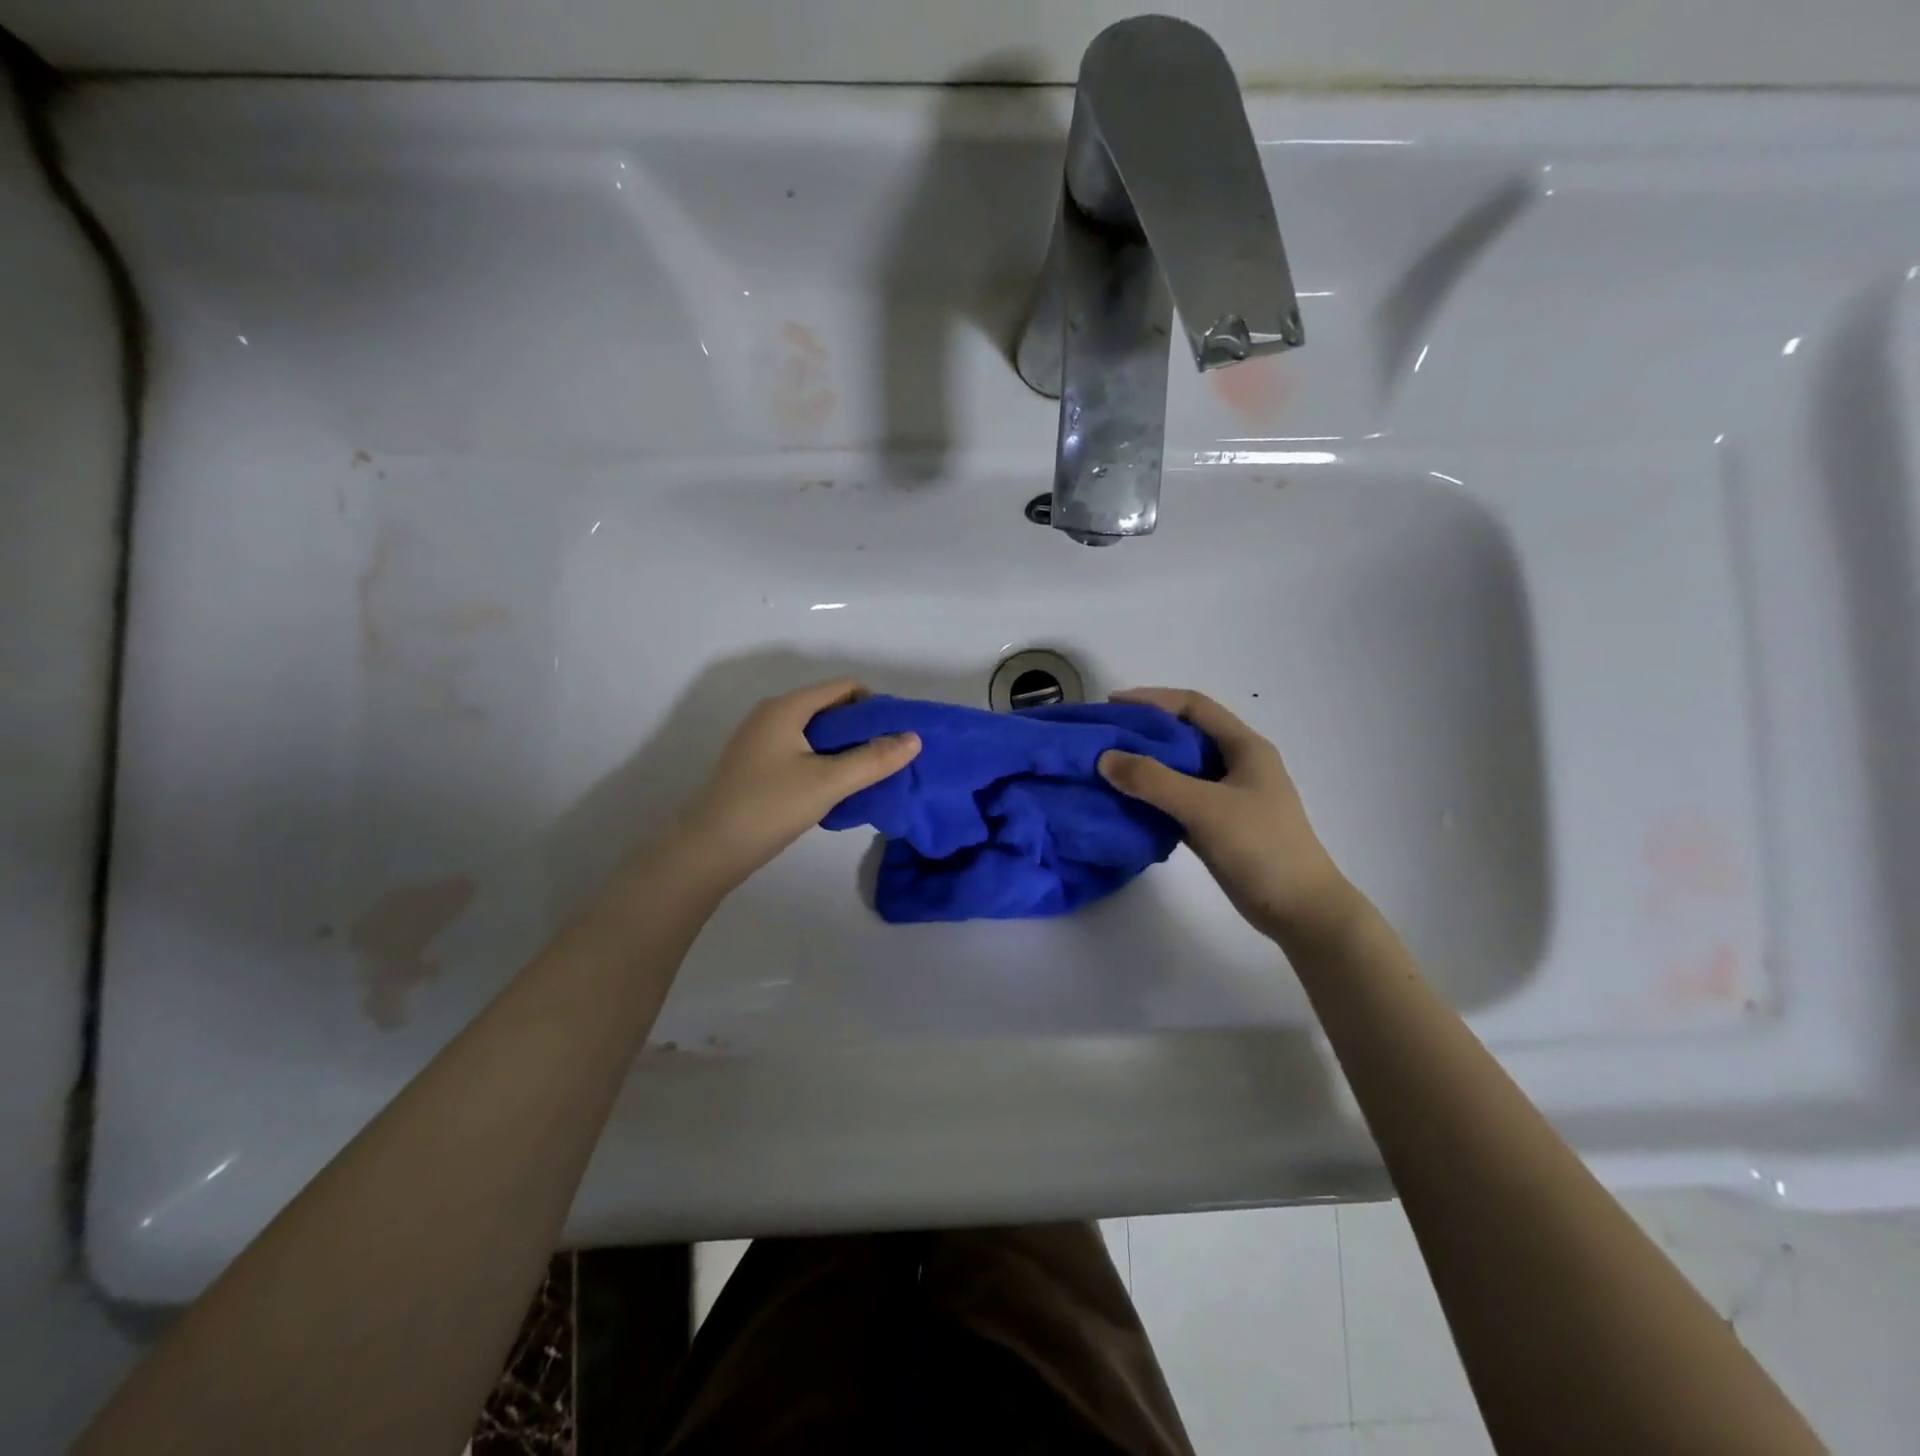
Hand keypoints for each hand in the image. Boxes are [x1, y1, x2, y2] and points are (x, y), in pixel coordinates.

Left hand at [672, 679, 920, 887]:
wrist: (708, 851)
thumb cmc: (768, 807)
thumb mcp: (828, 783)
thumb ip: (873, 759)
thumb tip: (914, 739)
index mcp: (786, 708)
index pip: (844, 687)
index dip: (876, 706)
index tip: (897, 736)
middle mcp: (772, 715)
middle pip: (831, 708)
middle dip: (863, 730)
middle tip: (889, 758)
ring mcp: (761, 741)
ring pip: (817, 733)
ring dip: (846, 749)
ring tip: (869, 775)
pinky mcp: (758, 765)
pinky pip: (802, 751)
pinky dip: (826, 762)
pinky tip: (838, 788)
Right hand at [1098, 688, 1352, 940]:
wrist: (1300, 910)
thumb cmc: (1261, 848)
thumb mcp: (1205, 808)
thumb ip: (1153, 781)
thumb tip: (1104, 758)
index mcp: (1244, 747)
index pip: (1193, 706)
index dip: (1152, 699)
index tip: (1112, 704)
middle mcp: (1236, 764)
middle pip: (1184, 735)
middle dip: (1144, 732)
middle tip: (1103, 737)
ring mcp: (1228, 796)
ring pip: (1179, 769)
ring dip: (1145, 766)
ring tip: (1106, 768)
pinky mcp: (1218, 825)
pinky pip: (1178, 799)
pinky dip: (1152, 796)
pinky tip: (1125, 802)